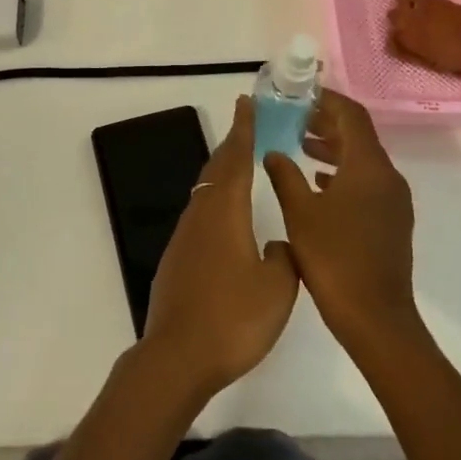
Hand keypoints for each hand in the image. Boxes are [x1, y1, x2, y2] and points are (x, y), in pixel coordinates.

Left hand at [143, 96, 298, 398]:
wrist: (177, 356)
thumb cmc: (233, 318)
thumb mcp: (277, 289)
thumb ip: (284, 258)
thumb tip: (277, 244)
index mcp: (225, 213)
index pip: (236, 159)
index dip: (244, 129)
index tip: (247, 103)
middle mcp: (201, 215)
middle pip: (217, 169)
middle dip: (232, 144)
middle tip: (247, 125)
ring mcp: (184, 237)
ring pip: (205, 191)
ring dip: (222, 171)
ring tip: (240, 165)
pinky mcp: (177, 258)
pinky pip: (199, 214)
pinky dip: (215, 200)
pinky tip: (225, 219)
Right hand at [264, 88, 419, 358]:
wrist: (376, 319)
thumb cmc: (334, 259)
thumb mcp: (299, 212)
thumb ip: (284, 175)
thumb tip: (273, 151)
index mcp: (368, 167)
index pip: (351, 115)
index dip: (326, 100)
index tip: (299, 95)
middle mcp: (387, 176)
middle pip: (359, 135)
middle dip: (327, 122)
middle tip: (294, 118)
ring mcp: (393, 201)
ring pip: (362, 160)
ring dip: (334, 148)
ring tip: (300, 146)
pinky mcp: (391, 221)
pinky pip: (367, 182)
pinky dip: (342, 174)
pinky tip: (318, 184)